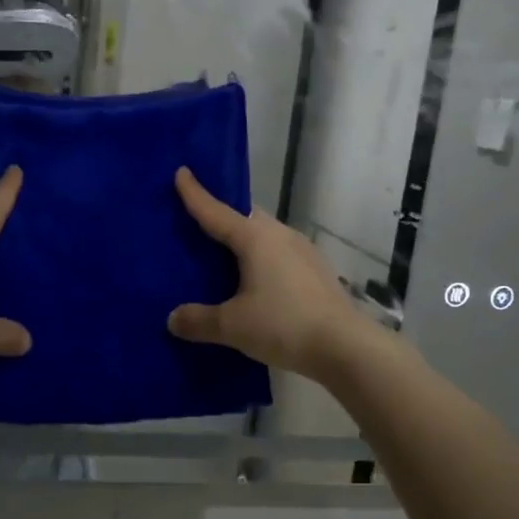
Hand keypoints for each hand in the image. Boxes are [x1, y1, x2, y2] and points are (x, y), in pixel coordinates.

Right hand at [167, 167, 367, 380]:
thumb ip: (199, 320)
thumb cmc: (283, 325)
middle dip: (221, 216)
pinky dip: (261, 259)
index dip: (195, 193)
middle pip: (244, 218)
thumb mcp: (232, 326)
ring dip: (243, 241)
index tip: (182, 172)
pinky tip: (255, 281)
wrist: (345, 347)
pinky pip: (278, 254)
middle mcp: (280, 235)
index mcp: (255, 239)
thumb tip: (173, 319)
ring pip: (264, 236)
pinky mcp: (316, 271)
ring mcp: (302, 251)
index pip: (216, 211)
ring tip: (223, 256)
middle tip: (197, 221)